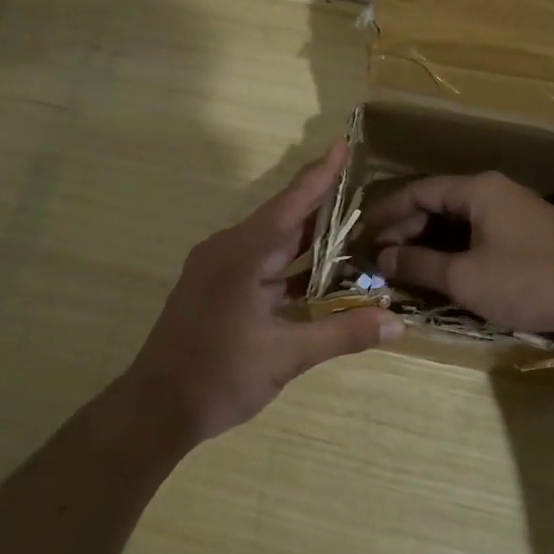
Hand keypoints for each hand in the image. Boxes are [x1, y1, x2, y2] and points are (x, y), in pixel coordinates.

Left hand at [123, 141, 402, 443]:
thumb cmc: (218, 376)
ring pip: (271, 245)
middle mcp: (228, 250)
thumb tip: (397, 321)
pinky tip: (319, 276)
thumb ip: (342, 333)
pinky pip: (259, 265)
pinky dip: (290, 267)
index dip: (321, 174)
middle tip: (364, 190)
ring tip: (353, 230)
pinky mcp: (214, 289)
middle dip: (323, 207)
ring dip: (308, 241)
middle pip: (283, 220)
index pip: (292, 203)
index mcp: (242, 253)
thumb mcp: (286, 356)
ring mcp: (217, 270)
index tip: (344, 144)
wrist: (156, 409)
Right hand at [364, 171, 553, 337]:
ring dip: (431, 240)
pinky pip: (482, 231)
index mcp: (478, 189)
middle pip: (439, 202)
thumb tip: (383, 257)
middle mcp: (497, 191)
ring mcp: (518, 210)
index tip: (363, 235)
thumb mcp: (465, 277)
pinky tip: (447, 269)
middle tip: (381, 255)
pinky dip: (457, 247)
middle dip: (407, 228)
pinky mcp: (533, 233)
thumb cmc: (529, 281)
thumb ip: (420, 264)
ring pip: (461, 219)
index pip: (419, 191)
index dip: (387, 212)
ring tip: (406, 264)